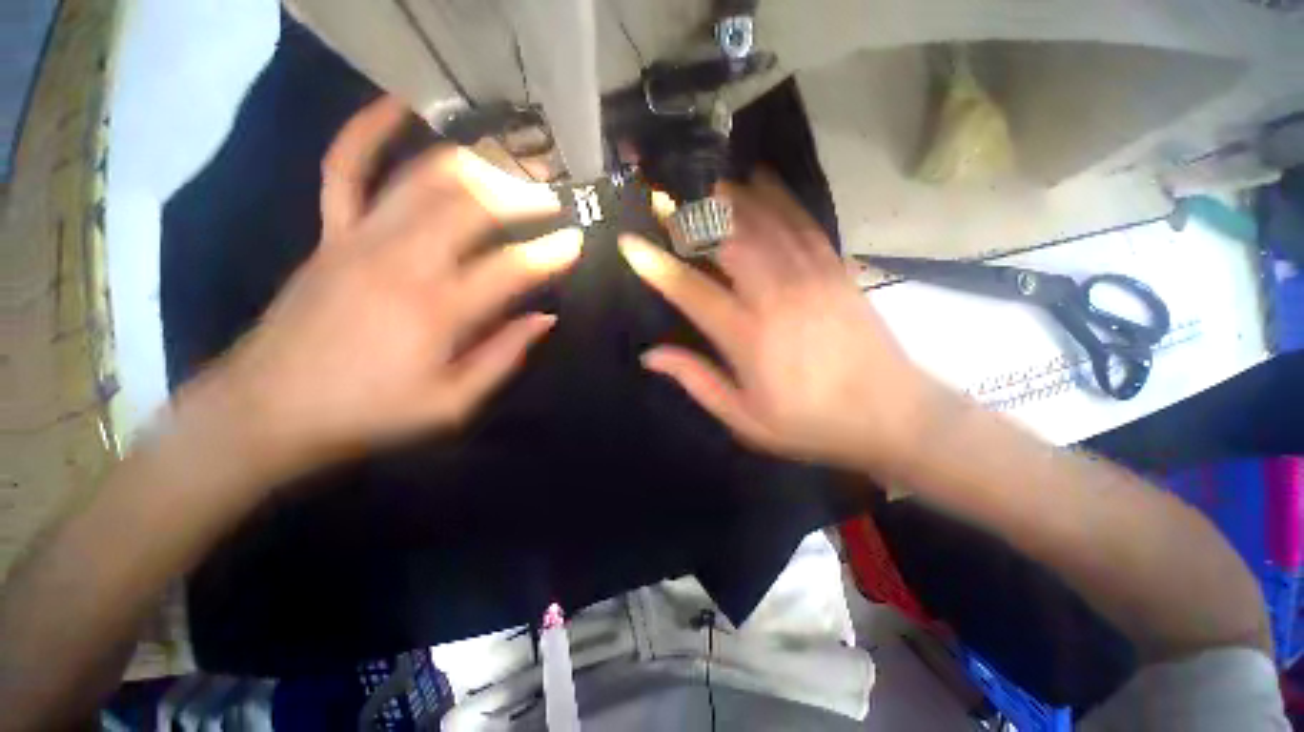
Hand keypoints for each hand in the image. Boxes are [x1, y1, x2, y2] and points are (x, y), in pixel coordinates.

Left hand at [196, 97, 581, 477]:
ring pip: (424, 179)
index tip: (577, 242)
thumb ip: (503, 357)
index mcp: (437, 312)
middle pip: (471, 206)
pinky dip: (368, 130)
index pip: (512, 268)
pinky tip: (399, 105)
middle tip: (551, 196)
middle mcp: (402, 262)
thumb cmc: (369, 414)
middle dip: (521, 195)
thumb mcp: (452, 405)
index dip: (552, 253)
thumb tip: (545, 318)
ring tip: (508, 163)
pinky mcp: (330, 234)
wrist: (268, 411)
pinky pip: (344, 168)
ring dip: (474, 163)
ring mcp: (359, 239)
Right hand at [619, 174, 947, 474]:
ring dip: (732, 197)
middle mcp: (776, 296)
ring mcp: (810, 277)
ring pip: (765, 221)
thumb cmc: (811, 423)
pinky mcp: (837, 269)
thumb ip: (697, 381)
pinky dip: (779, 197)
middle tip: (666, 197)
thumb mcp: (745, 418)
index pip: (690, 291)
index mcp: (747, 337)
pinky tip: (762, 180)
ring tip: (705, 180)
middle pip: (728, 240)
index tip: (630, 242)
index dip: (656, 265)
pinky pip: (803, 222)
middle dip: (691, 215)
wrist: (893, 415)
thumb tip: (651, 355)